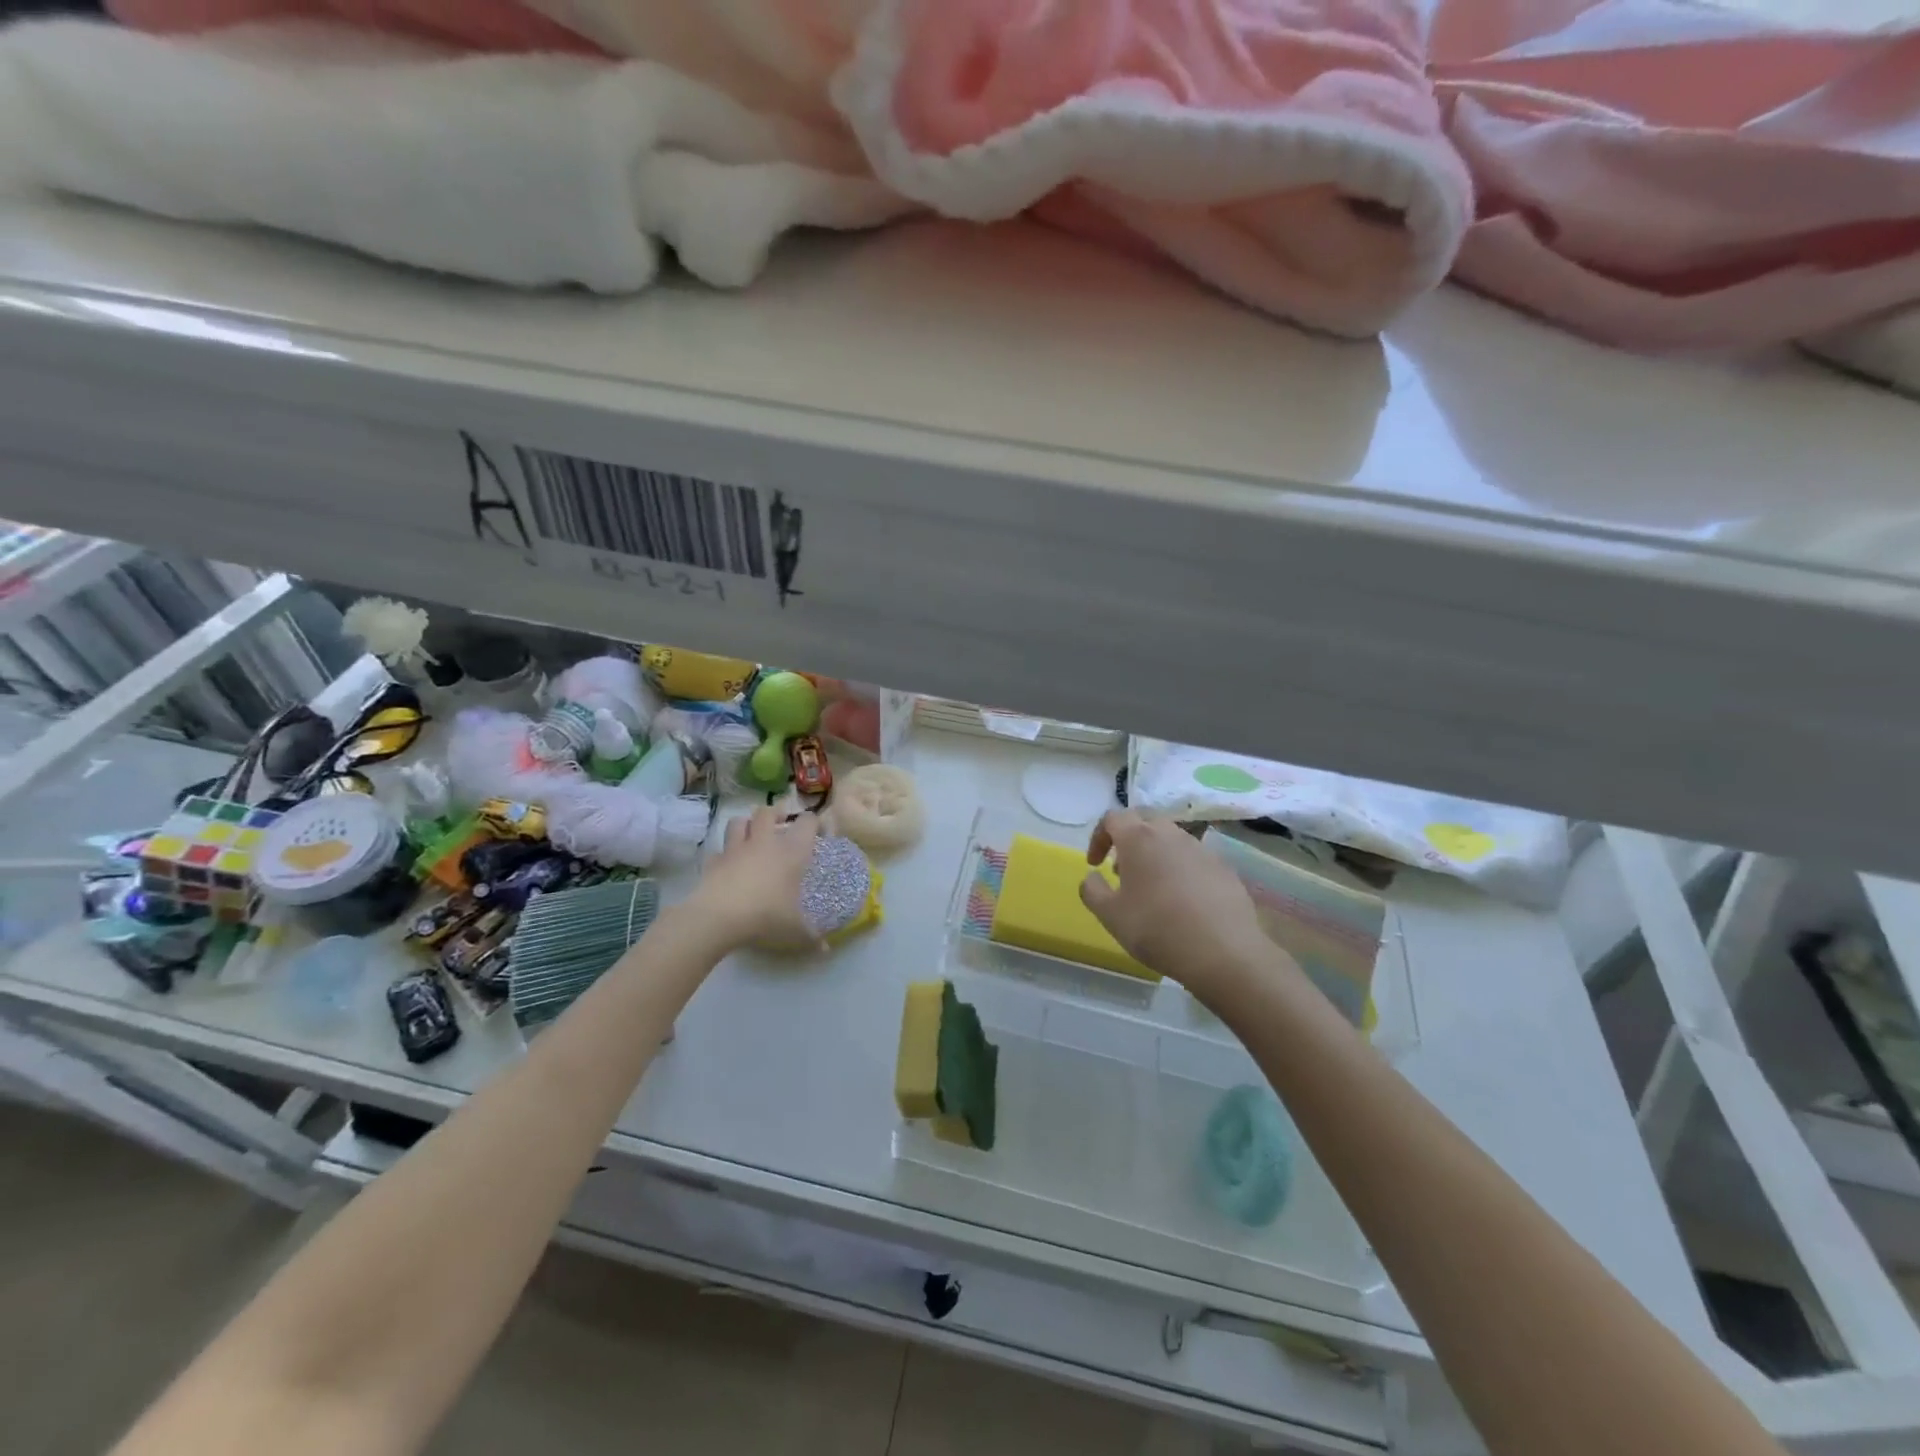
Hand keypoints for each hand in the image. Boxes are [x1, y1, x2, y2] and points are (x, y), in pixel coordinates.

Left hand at [688, 808, 821, 950]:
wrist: (718, 918)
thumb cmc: (766, 916)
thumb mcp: (795, 931)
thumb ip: (812, 937)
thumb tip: (826, 950)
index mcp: (791, 851)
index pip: (807, 822)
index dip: (814, 823)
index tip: (818, 831)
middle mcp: (764, 843)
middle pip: (767, 812)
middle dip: (775, 813)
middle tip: (781, 823)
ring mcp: (735, 850)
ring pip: (738, 822)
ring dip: (746, 825)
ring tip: (752, 836)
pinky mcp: (713, 862)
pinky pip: (718, 851)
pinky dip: (723, 854)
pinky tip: (727, 865)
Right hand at [1079, 810, 1289, 1010]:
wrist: (1223, 952)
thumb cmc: (1156, 929)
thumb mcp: (1110, 915)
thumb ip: (1092, 890)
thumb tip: (1092, 877)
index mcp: (1138, 838)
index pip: (1113, 818)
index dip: (1098, 837)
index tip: (1094, 864)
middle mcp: (1171, 834)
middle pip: (1144, 821)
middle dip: (1128, 839)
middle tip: (1122, 870)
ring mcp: (1201, 849)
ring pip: (1171, 839)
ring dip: (1155, 853)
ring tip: (1151, 887)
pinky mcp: (1223, 867)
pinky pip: (1194, 858)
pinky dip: (1180, 869)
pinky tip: (1182, 900)